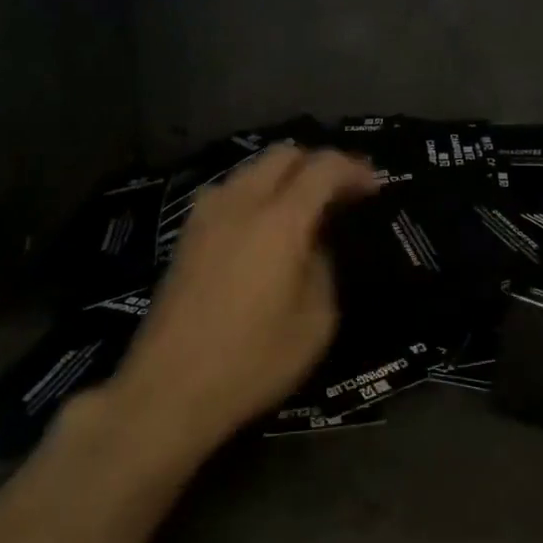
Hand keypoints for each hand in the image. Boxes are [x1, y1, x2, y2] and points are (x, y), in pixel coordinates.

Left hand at [109, 145, 379, 459]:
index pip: (323, 167)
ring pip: (252, 168)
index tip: (374, 188)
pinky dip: (257, 193)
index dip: (354, 170)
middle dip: (319, 163)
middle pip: (284, 154)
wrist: (168, 389)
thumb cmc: (252, 361)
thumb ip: (323, 266)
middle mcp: (240, 203)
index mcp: (279, 220)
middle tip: (342, 194)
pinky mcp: (186, 234)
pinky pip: (230, 191)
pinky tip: (267, 225)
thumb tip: (315, 243)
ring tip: (306, 208)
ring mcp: (206, 215)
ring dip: (285, 176)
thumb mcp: (315, 321)